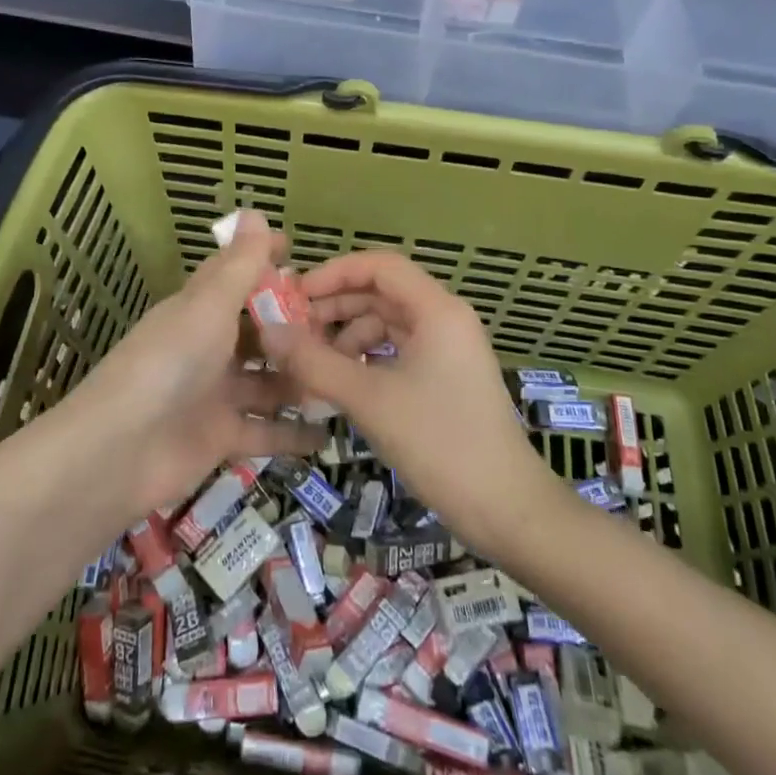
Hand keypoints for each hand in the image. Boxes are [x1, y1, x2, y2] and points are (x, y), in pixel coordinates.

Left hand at [66, 210, 322, 518]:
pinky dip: (295, 433)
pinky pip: (266, 431)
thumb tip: (254, 211)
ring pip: (268, 382)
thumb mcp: (207, 308)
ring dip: (302, 379)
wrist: (119, 452)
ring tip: (350, 375)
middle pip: (259, 333)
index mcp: (199, 311)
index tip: (300, 253)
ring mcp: (215, 394)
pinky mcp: (221, 438)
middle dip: (297, 330)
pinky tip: (332, 432)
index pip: (235, 277)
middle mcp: (208, 348)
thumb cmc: (168, 365)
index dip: (265, 263)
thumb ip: (237, 266)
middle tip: (348, 326)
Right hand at [261, 251, 553, 556]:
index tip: (295, 295)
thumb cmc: (439, 442)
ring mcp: (449, 351)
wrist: (507, 508)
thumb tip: (268, 331)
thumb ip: (315, 361)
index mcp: (437, 310)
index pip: (380, 266)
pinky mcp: (446, 379)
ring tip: (312, 364)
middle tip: (293, 330)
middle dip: (336, 306)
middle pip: (382, 293)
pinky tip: (341, 384)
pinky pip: (398, 352)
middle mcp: (445, 320)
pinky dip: (367, 360)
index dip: (334, 272)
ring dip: (348, 336)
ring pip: (388, 324)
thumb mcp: (370, 399)